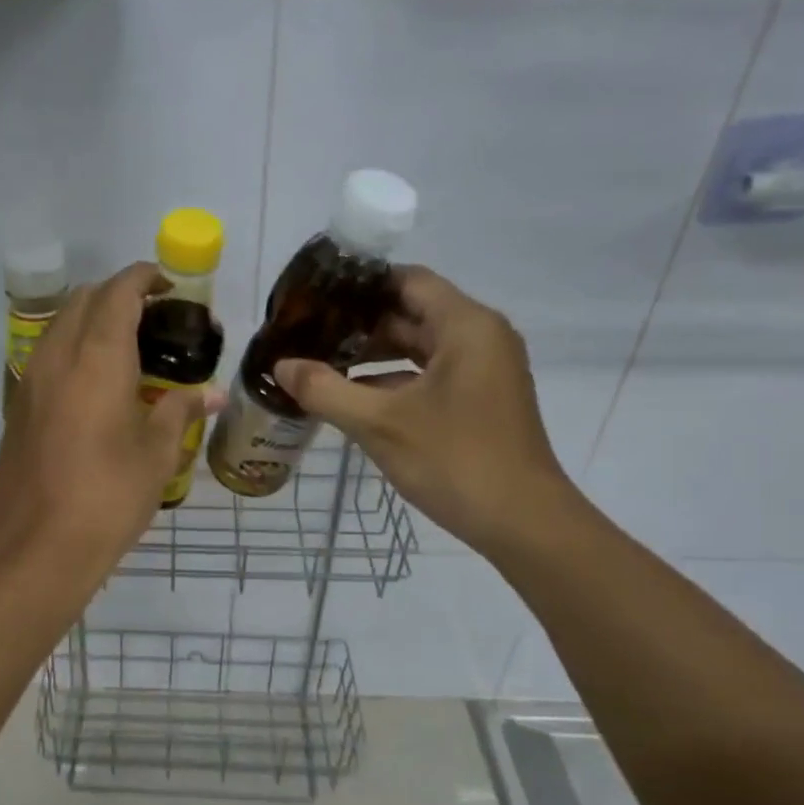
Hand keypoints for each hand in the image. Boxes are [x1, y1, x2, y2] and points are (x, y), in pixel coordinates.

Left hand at [0, 262, 215, 574]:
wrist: (37, 546)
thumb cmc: (108, 496)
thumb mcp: (156, 454)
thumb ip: (180, 411)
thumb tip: (209, 393)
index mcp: (97, 359)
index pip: (117, 293)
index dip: (142, 278)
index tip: (167, 285)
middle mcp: (57, 357)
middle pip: (82, 300)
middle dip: (116, 294)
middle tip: (152, 317)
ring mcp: (30, 381)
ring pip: (59, 326)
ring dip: (90, 319)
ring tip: (126, 347)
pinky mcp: (18, 408)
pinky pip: (46, 356)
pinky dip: (73, 348)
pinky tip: (96, 384)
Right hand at [273, 267, 575, 557]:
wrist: (522, 523)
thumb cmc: (454, 460)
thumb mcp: (379, 424)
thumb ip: (324, 389)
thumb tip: (280, 366)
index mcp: (466, 326)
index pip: (406, 281)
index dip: (359, 285)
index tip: (315, 298)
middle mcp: (480, 337)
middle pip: (412, 312)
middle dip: (359, 324)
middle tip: (307, 333)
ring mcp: (483, 370)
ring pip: (420, 347)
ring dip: (374, 354)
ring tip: (320, 362)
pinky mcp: (480, 400)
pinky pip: (430, 374)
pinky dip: (393, 380)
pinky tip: (353, 396)